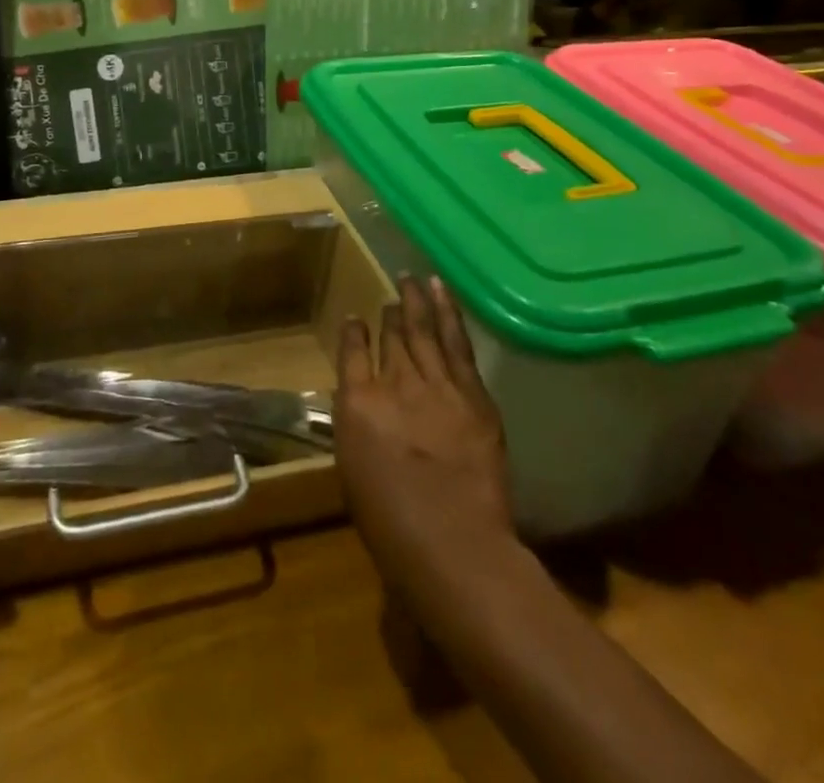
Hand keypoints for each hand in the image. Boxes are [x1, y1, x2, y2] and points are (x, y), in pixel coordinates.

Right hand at [334, 274, 513, 591]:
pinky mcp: (471, 393)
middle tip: (393, 291)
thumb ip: (358, 427)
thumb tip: (363, 405)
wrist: (454, 545)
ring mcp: (435, 384)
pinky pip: (456, 343)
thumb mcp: (354, 472)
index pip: (351, 352)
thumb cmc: (392, 526)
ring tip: (412, 277)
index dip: (353, 332)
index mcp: (356, 404)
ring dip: (416, 301)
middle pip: (390, 336)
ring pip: (423, 329)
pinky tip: (441, 291)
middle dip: (390, 313)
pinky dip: (447, 313)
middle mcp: (393, 383)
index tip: (356, 319)